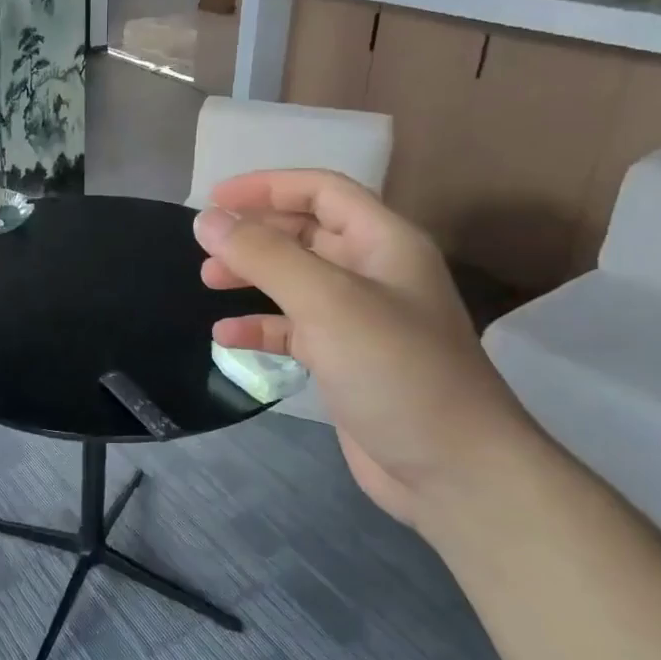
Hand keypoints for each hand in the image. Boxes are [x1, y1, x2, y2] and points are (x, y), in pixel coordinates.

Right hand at [194, 169, 544, 527]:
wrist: (454, 472)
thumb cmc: (396, 371)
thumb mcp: (327, 302)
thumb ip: (265, 256)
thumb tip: (207, 220)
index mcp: (384, 243)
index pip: (322, 191)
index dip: (268, 187)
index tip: (215, 199)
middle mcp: (374, 273)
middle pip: (306, 232)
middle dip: (255, 233)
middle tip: (207, 246)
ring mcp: (360, 320)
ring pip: (296, 280)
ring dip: (253, 275)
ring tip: (209, 281)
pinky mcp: (346, 361)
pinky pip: (294, 329)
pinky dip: (261, 327)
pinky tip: (227, 337)